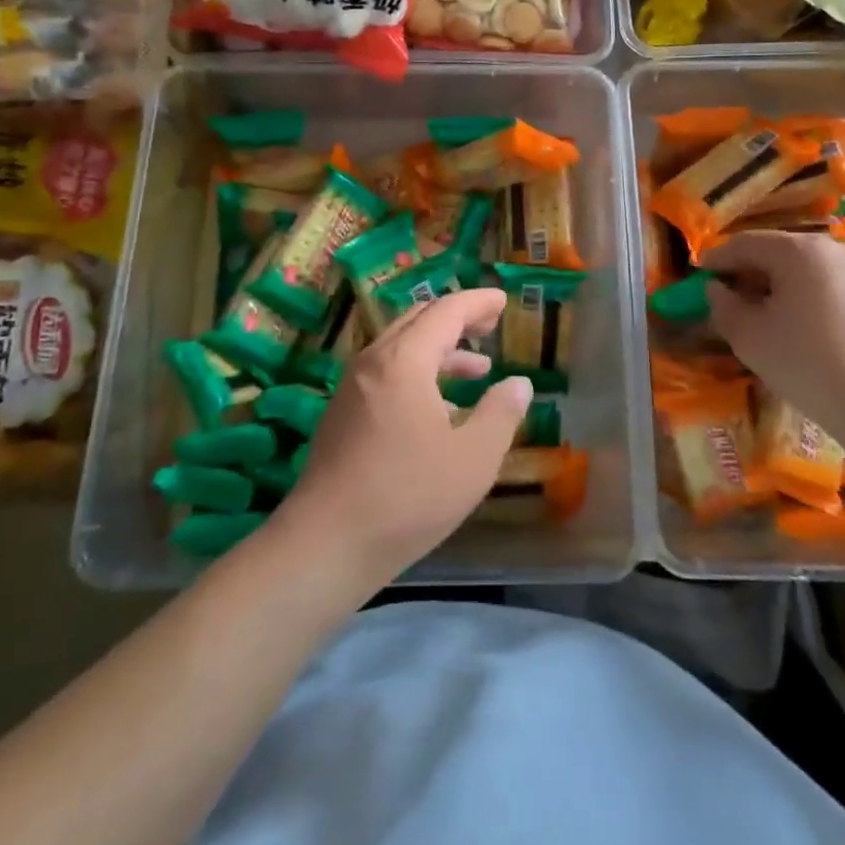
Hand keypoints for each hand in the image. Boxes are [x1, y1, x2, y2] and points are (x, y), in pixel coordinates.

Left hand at [274, 288, 531, 588]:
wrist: (326, 544)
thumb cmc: (408, 496)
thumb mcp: (473, 458)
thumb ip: (501, 414)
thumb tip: (518, 383)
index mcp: (404, 361)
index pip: (445, 312)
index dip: (477, 302)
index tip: (503, 300)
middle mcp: (373, 362)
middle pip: (418, 321)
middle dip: (457, 318)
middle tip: (490, 324)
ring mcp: (352, 387)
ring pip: (401, 349)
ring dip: (440, 350)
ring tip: (477, 368)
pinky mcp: (343, 414)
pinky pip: (387, 373)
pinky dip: (419, 373)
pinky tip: (440, 408)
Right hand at [703, 232, 844, 446]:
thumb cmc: (806, 362)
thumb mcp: (748, 337)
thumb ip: (723, 306)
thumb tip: (717, 289)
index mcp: (798, 250)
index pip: (745, 243)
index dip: (717, 259)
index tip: (700, 276)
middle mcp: (836, 250)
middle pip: (782, 253)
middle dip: (754, 272)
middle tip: (735, 297)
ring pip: (814, 272)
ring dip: (788, 287)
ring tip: (775, 317)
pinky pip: (842, 293)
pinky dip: (820, 303)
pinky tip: (816, 335)